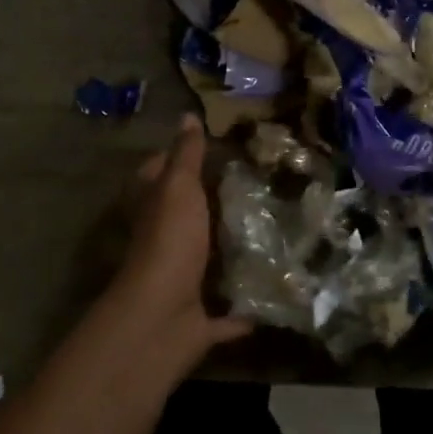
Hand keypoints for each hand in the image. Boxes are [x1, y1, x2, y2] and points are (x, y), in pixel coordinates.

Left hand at [111, 114, 252, 376]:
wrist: (162, 318)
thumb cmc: (169, 241)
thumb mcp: (178, 187)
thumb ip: (186, 154)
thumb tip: (187, 115)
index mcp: (154, 210)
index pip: (159, 174)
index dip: (179, 158)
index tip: (218, 147)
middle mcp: (164, 243)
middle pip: (187, 217)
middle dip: (216, 205)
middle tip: (261, 184)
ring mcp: (181, 282)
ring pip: (208, 262)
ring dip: (233, 254)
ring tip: (277, 229)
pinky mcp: (201, 318)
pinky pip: (229, 311)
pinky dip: (247, 307)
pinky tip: (278, 290)